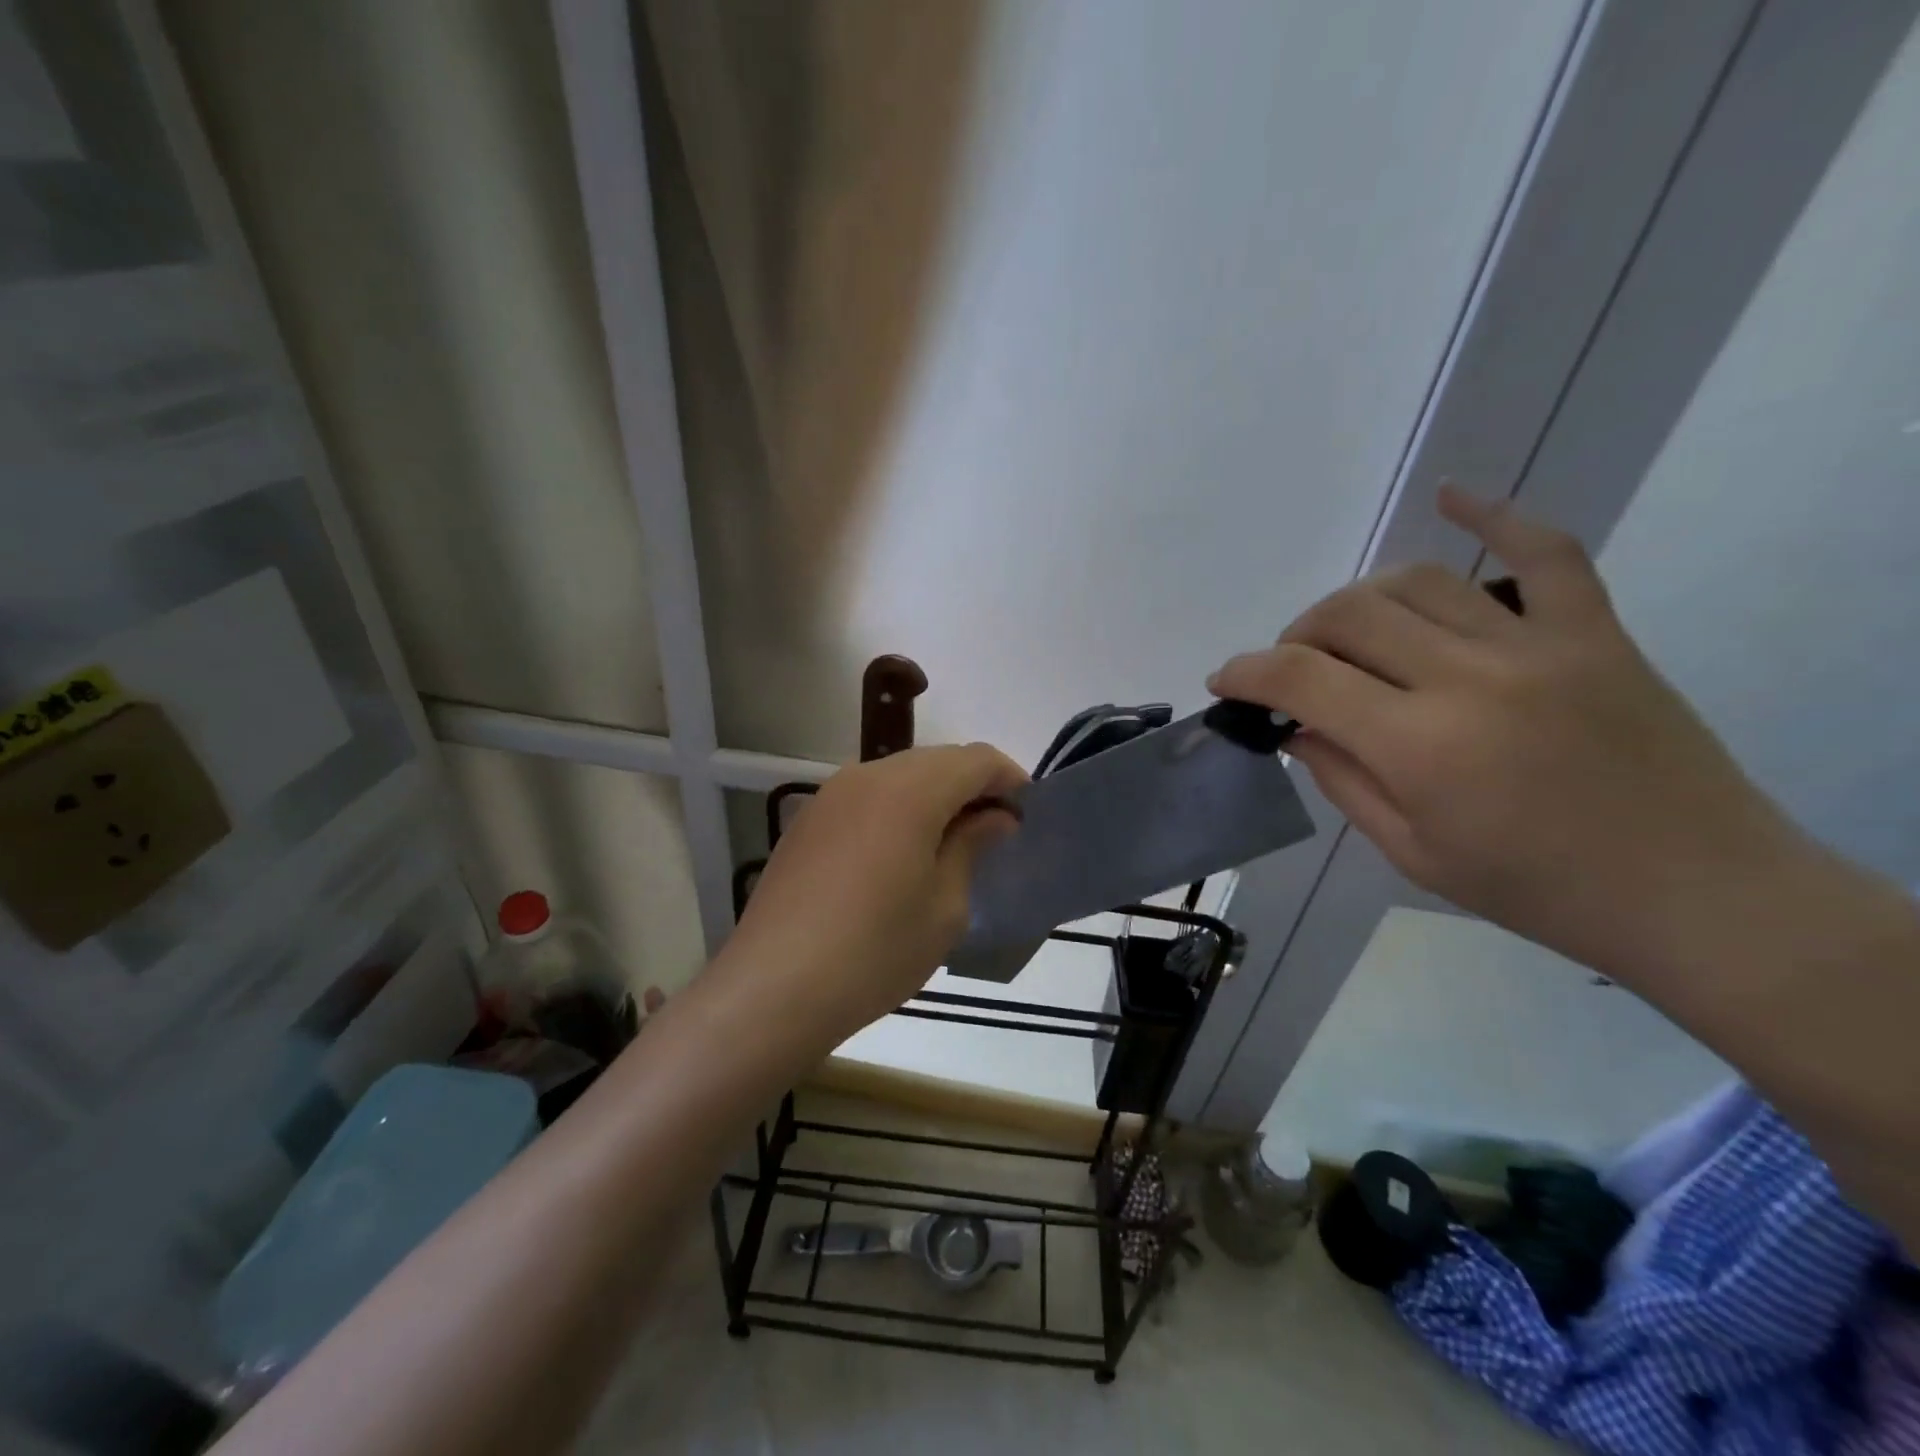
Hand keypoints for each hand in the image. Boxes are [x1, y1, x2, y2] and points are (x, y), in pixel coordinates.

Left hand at [723, 743, 1026, 1040]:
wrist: (773, 988)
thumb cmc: (875, 951)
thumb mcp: (944, 906)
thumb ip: (972, 847)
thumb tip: (994, 818)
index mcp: (909, 790)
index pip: (976, 759)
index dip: (1009, 779)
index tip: (1027, 813)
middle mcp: (867, 776)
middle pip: (937, 760)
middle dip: (973, 786)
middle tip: (994, 832)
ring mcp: (830, 795)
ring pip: (899, 775)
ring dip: (934, 796)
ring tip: (950, 843)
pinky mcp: (807, 821)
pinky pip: (867, 797)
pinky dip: (897, 809)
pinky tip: (900, 854)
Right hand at [1208, 485, 1810, 984]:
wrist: (1696, 892)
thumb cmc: (1536, 890)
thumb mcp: (1411, 851)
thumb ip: (1341, 779)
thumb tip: (1295, 726)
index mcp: (1419, 745)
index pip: (1302, 678)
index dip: (1247, 672)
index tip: (1225, 681)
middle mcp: (1469, 677)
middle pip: (1348, 615)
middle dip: (1297, 635)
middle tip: (1292, 668)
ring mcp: (1537, 644)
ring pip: (1417, 581)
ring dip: (1359, 601)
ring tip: (1350, 632)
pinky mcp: (1594, 630)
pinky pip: (1544, 550)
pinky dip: (1493, 514)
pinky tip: (1451, 495)